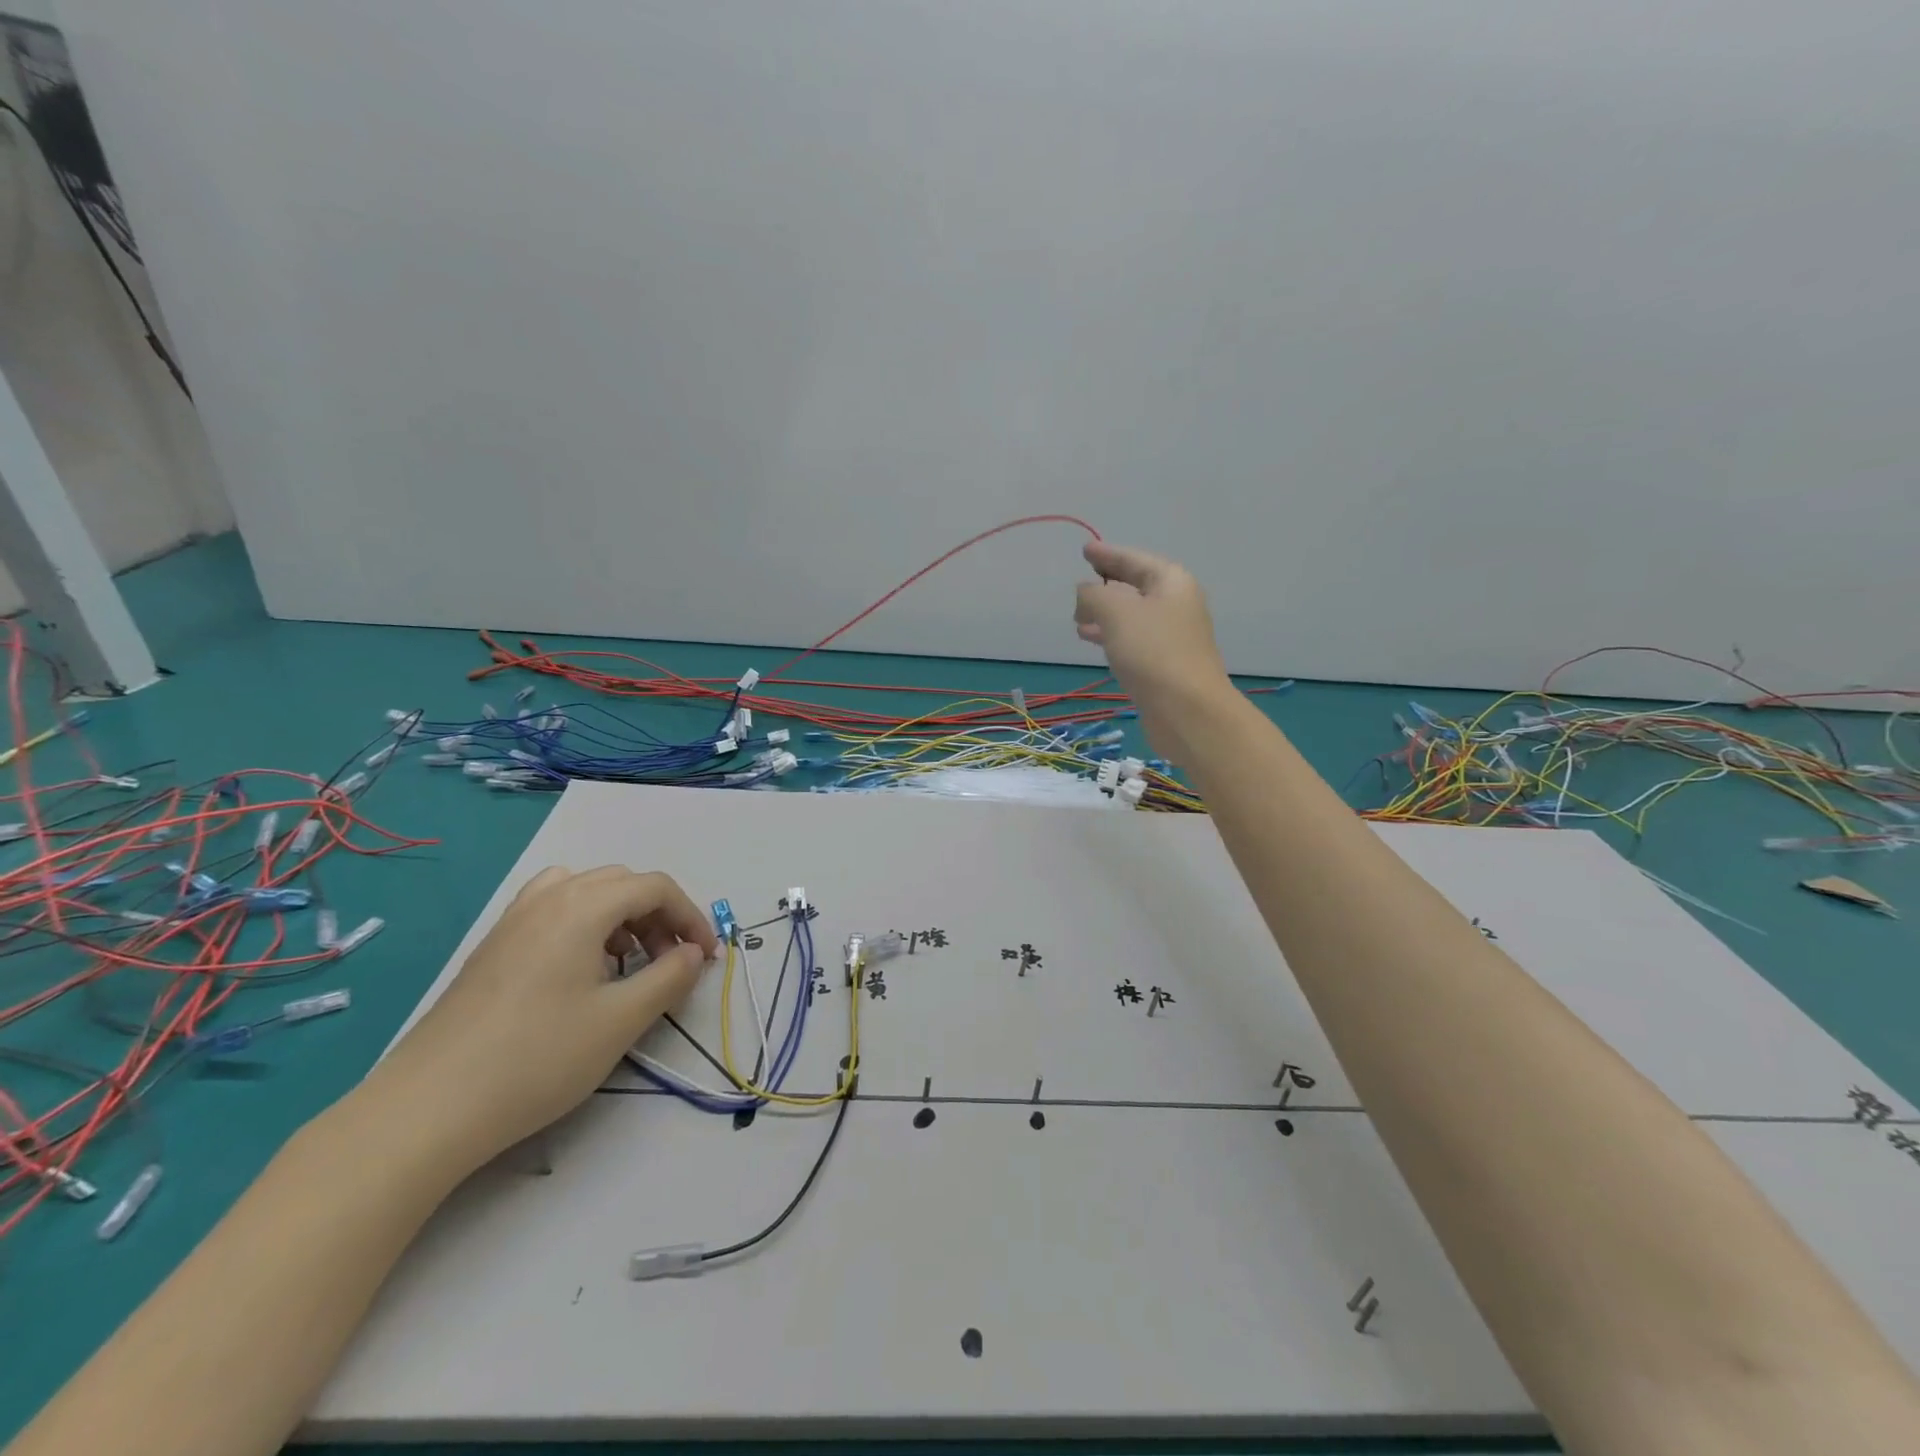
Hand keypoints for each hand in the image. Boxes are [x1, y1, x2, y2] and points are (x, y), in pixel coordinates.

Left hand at [371, 866, 716, 1173]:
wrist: (427, 1108)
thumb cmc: (537, 1058)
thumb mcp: (621, 1020)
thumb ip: (669, 978)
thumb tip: (692, 954)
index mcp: (583, 907)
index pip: (655, 887)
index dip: (691, 916)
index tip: (705, 958)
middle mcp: (549, 899)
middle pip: (622, 883)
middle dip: (659, 915)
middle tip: (670, 962)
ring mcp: (514, 921)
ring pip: (585, 891)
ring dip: (620, 915)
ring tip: (627, 962)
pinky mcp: (492, 947)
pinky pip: (552, 910)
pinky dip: (583, 923)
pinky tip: (580, 970)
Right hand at [1075, 540, 1232, 759]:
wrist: (1187, 710)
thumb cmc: (1152, 651)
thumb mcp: (1115, 612)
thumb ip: (1094, 595)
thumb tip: (1085, 594)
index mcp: (1171, 582)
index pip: (1134, 560)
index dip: (1108, 554)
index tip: (1086, 550)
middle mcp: (1176, 605)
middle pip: (1136, 586)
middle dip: (1107, 585)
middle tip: (1080, 585)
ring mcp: (1173, 637)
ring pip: (1132, 616)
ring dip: (1105, 614)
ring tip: (1077, 619)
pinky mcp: (1164, 665)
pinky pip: (1133, 640)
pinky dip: (1111, 636)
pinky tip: (1092, 642)